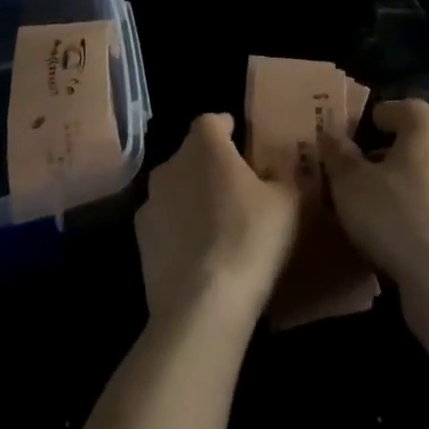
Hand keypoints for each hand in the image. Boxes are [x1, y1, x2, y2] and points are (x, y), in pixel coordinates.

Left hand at [136, 114, 301, 324]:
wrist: (201, 307)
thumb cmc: (249, 239)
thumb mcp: (288, 202)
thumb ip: (285, 175)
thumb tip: (281, 169)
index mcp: (204, 144)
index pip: (213, 121)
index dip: (229, 129)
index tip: (245, 146)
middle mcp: (171, 164)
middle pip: (193, 154)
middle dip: (212, 165)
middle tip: (239, 188)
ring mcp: (151, 203)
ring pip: (177, 188)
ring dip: (194, 197)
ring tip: (220, 224)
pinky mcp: (140, 241)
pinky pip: (166, 223)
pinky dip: (180, 230)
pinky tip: (201, 255)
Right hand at [319, 99, 428, 291]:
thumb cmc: (395, 214)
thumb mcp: (350, 183)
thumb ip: (339, 155)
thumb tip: (330, 135)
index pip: (407, 108)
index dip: (384, 115)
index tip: (365, 126)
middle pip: (421, 143)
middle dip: (393, 152)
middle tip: (365, 168)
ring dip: (409, 185)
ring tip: (379, 205)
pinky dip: (422, 214)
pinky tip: (400, 235)